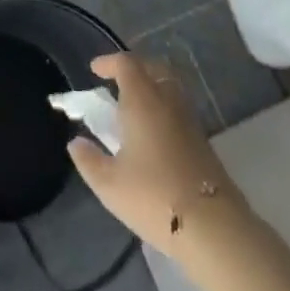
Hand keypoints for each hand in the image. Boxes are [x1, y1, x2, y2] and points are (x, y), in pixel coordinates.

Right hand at [67, 52, 238, 255]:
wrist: (214, 228)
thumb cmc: (154, 197)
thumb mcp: (109, 184)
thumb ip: (88, 160)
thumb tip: (76, 143)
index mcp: (142, 100)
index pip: (126, 64)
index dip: (109, 62)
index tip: (95, 70)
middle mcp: (168, 101)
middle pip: (153, 68)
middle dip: (134, 68)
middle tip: (117, 82)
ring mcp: (190, 120)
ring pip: (170, 88)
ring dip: (152, 87)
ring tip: (135, 108)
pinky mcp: (204, 142)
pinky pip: (180, 109)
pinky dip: (165, 109)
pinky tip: (155, 135)